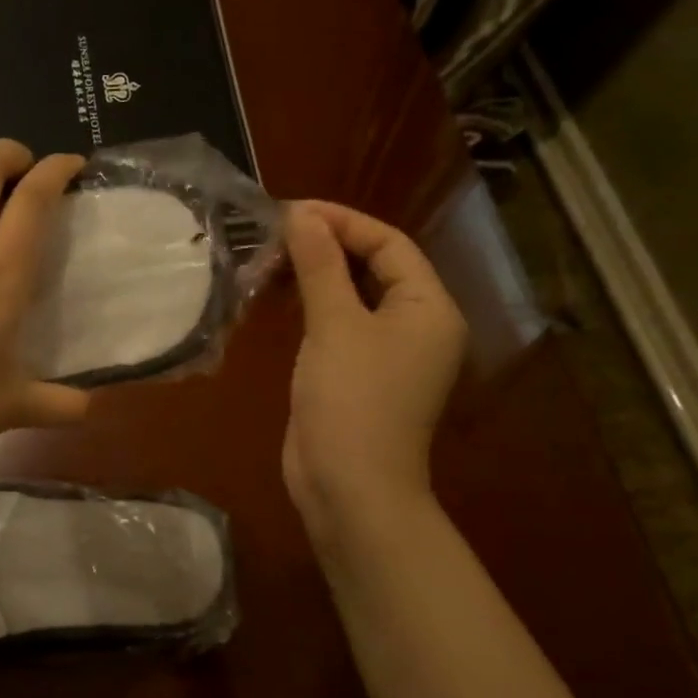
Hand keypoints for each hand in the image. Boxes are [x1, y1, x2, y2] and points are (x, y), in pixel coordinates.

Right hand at [282, 200, 467, 554]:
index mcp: (428, 307)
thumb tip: (302, 215)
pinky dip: (310, 308)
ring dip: (314, 276)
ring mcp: (385, 354)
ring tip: (269, 260)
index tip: (291, 211)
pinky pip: (336, 326)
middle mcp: (415, 325)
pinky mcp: (356, 376)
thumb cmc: (352, 400)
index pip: (390, 244)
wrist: (349, 486)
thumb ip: (319, 266)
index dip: (342, 221)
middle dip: (326, 247)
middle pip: (372, 267)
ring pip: (351, 297)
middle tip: (274, 234)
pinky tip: (277, 299)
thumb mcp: (335, 325)